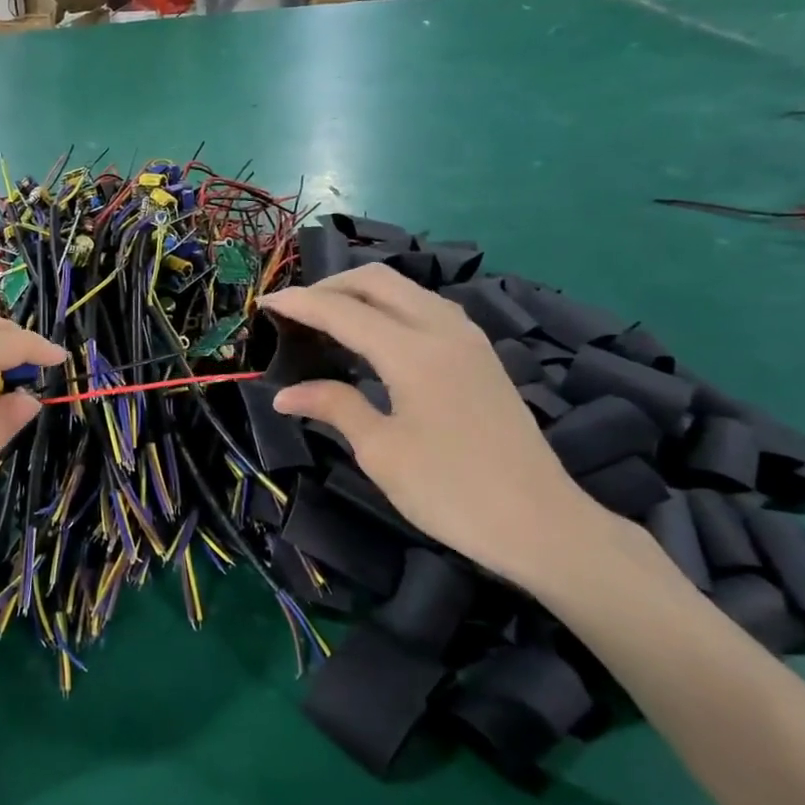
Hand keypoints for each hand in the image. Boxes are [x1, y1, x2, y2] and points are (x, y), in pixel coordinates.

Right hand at [263, 266, 619, 596]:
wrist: (540, 523)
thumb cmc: (451, 491)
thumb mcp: (381, 452)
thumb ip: (334, 407)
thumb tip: (285, 393)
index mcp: (413, 352)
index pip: (343, 311)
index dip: (300, 303)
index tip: (265, 302)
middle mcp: (443, 330)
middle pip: (379, 281)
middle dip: (331, 286)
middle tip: (296, 309)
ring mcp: (468, 340)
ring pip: (407, 290)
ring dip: (363, 293)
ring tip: (329, 318)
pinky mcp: (481, 356)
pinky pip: (427, 308)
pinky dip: (391, 308)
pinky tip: (376, 336)